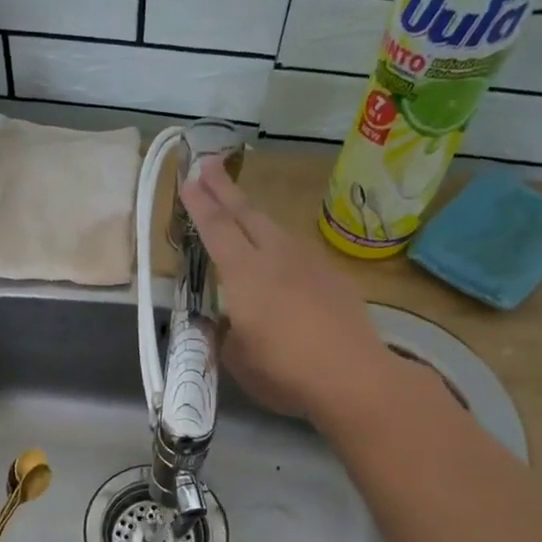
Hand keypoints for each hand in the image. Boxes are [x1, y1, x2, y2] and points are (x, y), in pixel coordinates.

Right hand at [179, 157, 393, 422]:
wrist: (353, 377)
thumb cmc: (284, 372)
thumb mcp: (237, 359)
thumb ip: (226, 334)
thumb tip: (228, 322)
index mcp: (244, 274)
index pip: (216, 229)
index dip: (199, 204)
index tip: (188, 180)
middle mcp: (276, 257)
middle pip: (247, 213)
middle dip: (224, 189)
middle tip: (208, 165)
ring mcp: (309, 263)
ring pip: (275, 228)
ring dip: (253, 214)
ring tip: (241, 210)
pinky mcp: (333, 276)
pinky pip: (297, 249)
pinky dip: (279, 242)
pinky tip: (279, 255)